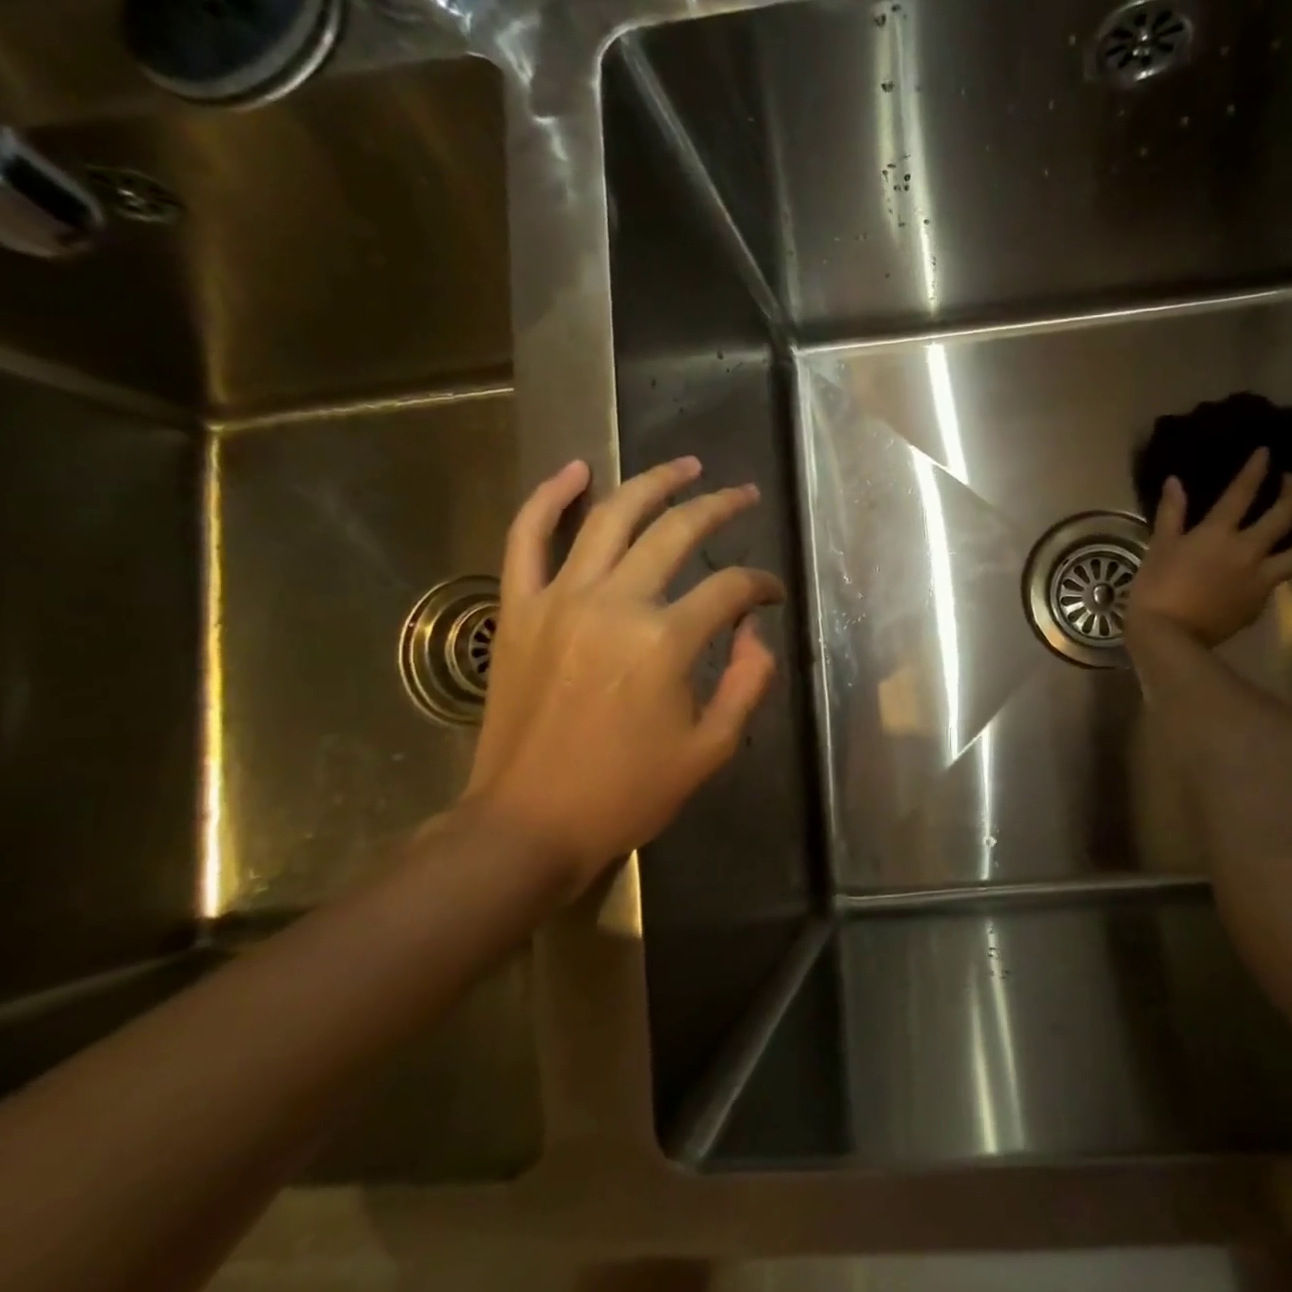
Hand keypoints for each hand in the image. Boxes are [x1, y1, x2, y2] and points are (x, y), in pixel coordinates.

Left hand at [458, 457, 784, 892]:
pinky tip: (575, 470)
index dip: (761, 586)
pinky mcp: (519, 610)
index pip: (730, 589)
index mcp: (666, 642)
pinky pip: (526, 538)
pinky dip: (547, 498)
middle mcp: (615, 604)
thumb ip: (748, 682)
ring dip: (652, 483)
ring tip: (686, 466)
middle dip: (720, 507)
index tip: (772, 596)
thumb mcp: (711, 749)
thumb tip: (756, 633)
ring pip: (609, 517)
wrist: (528, 825)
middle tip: (744, 495)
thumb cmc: (627, 793)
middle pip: (677, 532)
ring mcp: (559, 600)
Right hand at [1129, 448, 1291, 647]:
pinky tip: (1278, 563)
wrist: (1170, 638)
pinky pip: (1281, 577)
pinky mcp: (1261, 602)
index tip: (1267, 452)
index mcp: (1219, 533)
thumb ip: (1171, 513)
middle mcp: (1249, 550)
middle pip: (1286, 515)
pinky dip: (1285, 564)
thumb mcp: (1159, 547)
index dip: (1257, 469)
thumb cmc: (1157, 589)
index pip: (1244, 492)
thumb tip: (1174, 482)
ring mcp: (1260, 578)